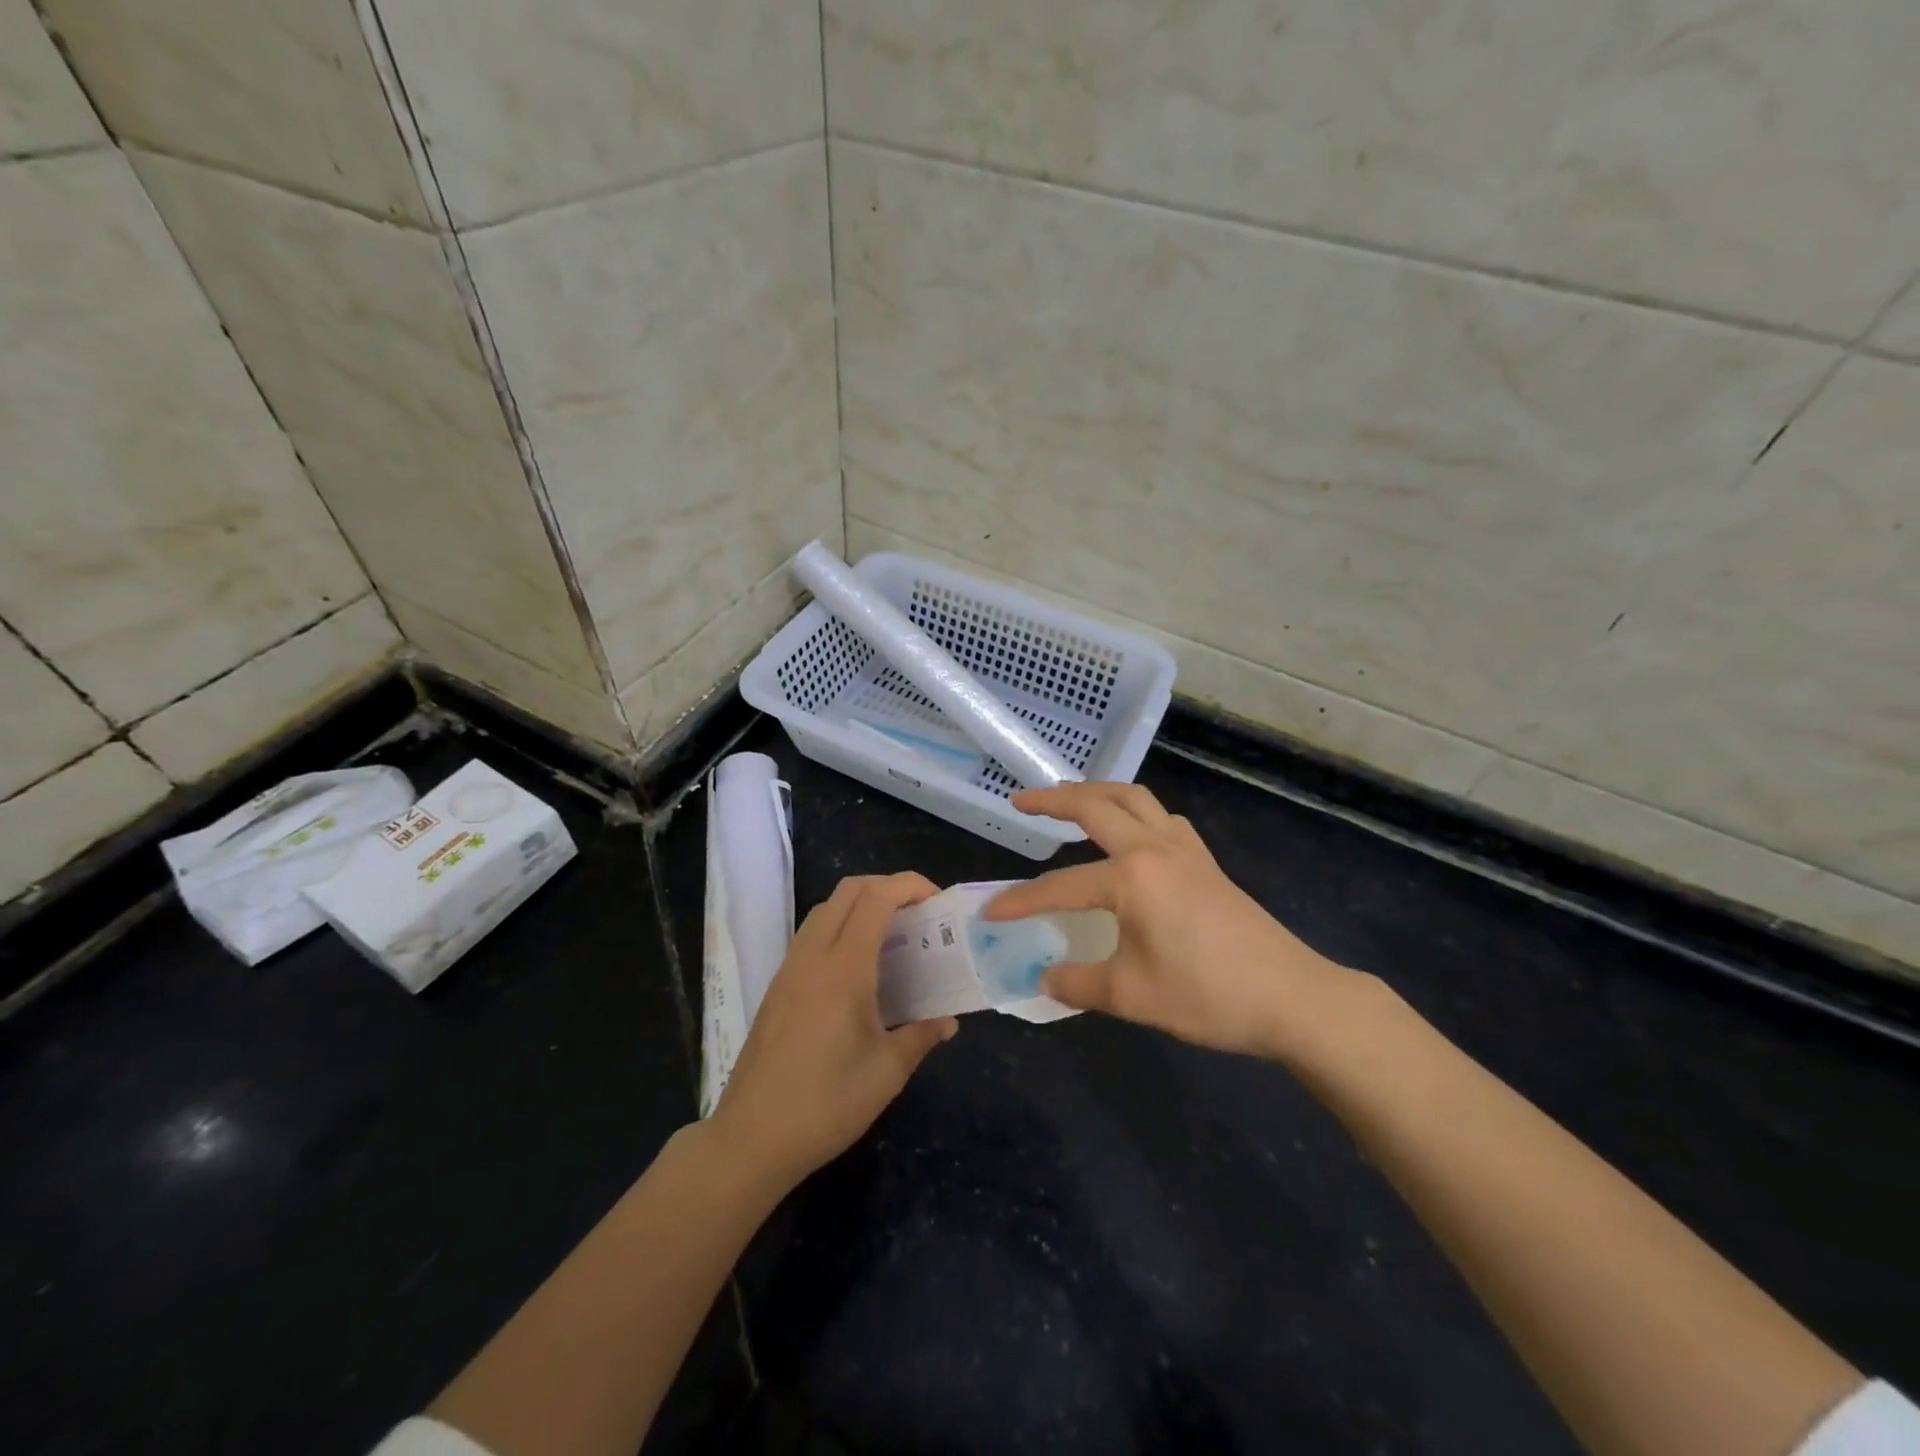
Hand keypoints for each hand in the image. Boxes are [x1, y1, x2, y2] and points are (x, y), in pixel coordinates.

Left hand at [711, 872, 957, 1188]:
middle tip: (919, 914)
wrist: (751, 1138)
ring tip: (893, 936)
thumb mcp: (887, 1073)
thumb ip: (922, 1035)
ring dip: (861, 905)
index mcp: (844, 968)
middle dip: (888, 887)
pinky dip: (840, 927)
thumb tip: (947, 1020)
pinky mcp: (777, 986)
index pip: (876, 899)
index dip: (909, 885)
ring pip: (826, 909)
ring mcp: (790, 968)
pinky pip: (812, 933)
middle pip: (848, 891)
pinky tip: (858, 968)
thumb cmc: (826, 1104)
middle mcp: (813, 956)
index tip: (937, 901)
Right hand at [987, 783, 1351, 1061]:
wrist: (1293, 997)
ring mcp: (1186, 850)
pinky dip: (1137, 812)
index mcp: (1132, 877)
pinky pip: (1163, 818)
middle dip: (1054, 799)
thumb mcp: (1132, 996)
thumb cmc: (1209, 995)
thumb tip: (1045, 977)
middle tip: (1021, 800)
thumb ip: (1079, 983)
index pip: (1062, 886)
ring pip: (1136, 799)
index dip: (1022, 902)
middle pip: (1097, 806)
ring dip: (1098, 792)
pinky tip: (1132, 834)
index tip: (990, 914)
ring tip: (1071, 799)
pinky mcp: (1206, 862)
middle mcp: (1155, 849)